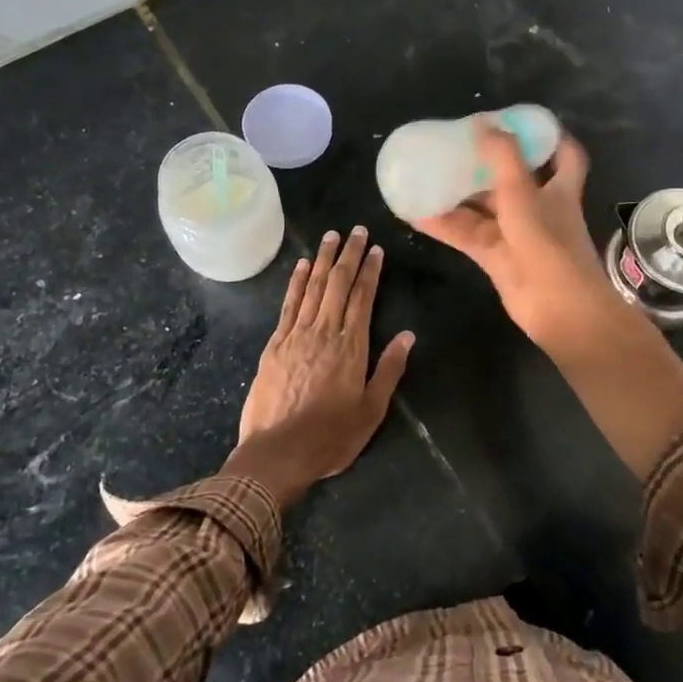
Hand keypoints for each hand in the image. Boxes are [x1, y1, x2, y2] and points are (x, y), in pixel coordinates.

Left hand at [227, 226, 414, 506]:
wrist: (278, 452)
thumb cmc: (331, 437)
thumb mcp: (371, 410)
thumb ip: (389, 369)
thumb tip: (408, 335)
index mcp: (351, 347)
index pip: (363, 298)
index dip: (370, 271)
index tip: (376, 248)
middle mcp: (324, 332)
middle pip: (338, 285)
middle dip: (349, 255)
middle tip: (356, 230)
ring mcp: (296, 335)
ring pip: (313, 288)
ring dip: (324, 260)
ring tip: (331, 236)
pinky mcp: (275, 344)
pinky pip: (289, 304)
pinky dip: (297, 282)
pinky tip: (302, 266)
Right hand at [413, 122, 623, 351]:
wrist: (558, 308)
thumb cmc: (548, 243)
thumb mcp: (523, 192)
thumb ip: (502, 156)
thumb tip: (481, 122)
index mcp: (559, 188)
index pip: (564, 155)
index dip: (549, 137)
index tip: (523, 122)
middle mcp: (540, 208)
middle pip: (514, 179)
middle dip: (489, 163)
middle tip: (459, 145)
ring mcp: (517, 234)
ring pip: (485, 208)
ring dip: (460, 194)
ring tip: (429, 174)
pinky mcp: (497, 258)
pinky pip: (467, 235)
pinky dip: (445, 225)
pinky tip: (416, 214)